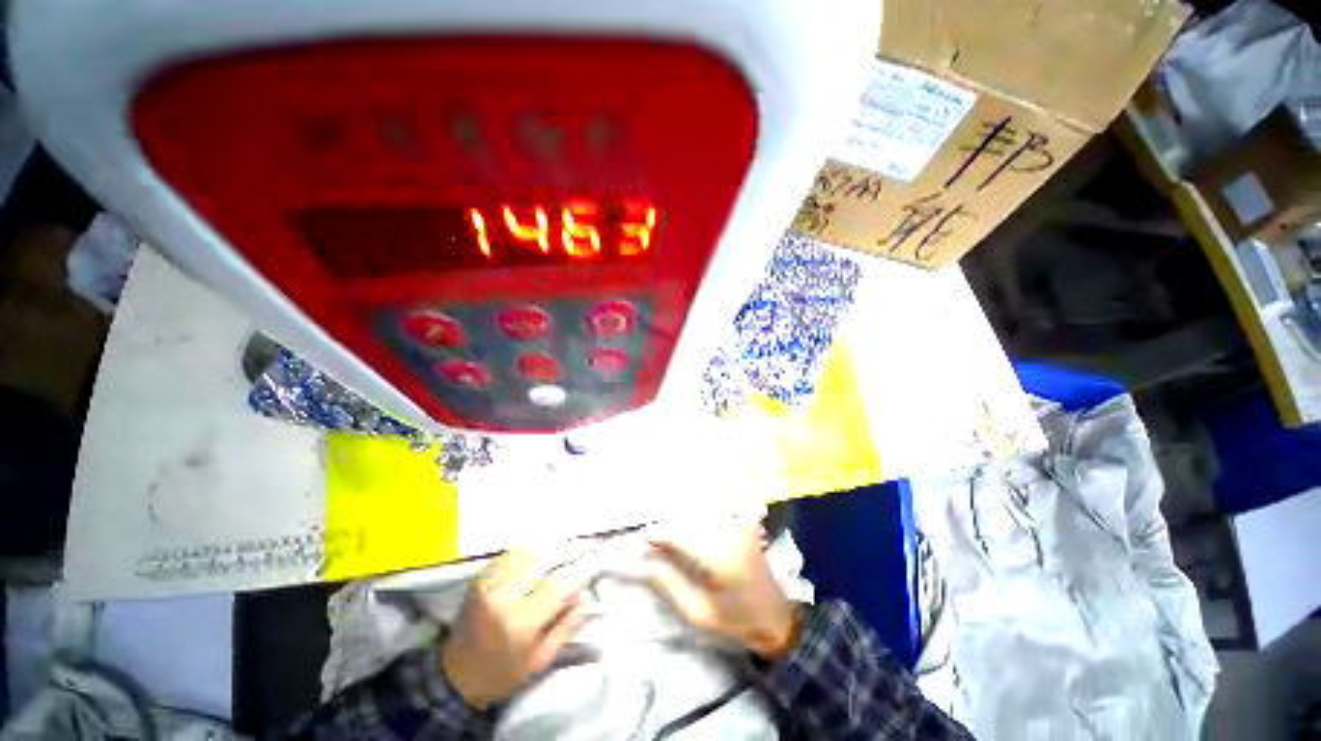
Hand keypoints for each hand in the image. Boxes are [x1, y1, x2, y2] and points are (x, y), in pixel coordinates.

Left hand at [441, 549, 588, 708]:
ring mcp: (489, 584)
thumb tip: (587, 599)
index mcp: (520, 622)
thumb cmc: (502, 673)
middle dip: (562, 561)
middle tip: (573, 561)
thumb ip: (565, 627)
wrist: (455, 676)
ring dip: (544, 553)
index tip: (585, 580)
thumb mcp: (539, 660)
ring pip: (526, 553)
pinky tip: (534, 555)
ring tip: (557, 554)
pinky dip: (525, 552)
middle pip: (543, 563)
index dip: (576, 579)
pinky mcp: (480, 579)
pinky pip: (508, 554)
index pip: (558, 586)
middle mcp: (503, 596)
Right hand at [646, 521, 799, 659]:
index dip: (661, 534)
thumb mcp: (698, 612)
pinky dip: (699, 517)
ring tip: (670, 532)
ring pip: (702, 513)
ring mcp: (740, 526)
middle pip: (690, 520)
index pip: (682, 536)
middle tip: (655, 537)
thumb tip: (645, 563)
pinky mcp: (743, 524)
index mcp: (720, 559)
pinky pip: (716, 514)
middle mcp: (731, 534)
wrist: (777, 617)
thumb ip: (670, 585)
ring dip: (683, 519)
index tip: (645, 539)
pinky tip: (690, 525)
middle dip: (670, 525)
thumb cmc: (737, 620)